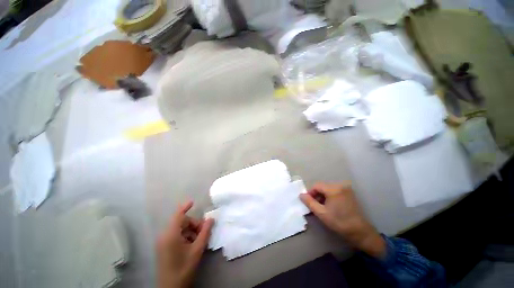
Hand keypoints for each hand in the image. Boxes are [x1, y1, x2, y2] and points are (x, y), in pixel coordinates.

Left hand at [157, 201, 213, 287]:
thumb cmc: (183, 269)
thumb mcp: (197, 250)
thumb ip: (205, 232)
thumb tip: (211, 219)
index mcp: (171, 235)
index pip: (178, 215)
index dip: (185, 207)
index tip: (193, 202)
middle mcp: (165, 236)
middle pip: (181, 222)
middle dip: (194, 224)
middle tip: (203, 232)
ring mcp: (163, 242)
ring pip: (180, 229)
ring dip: (191, 231)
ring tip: (199, 240)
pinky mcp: (164, 248)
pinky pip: (176, 236)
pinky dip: (186, 236)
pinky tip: (192, 245)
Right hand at [300, 182, 385, 258]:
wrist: (360, 231)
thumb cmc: (339, 222)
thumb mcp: (321, 213)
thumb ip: (309, 202)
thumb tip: (301, 195)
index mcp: (333, 189)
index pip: (316, 186)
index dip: (310, 193)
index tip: (308, 202)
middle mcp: (340, 185)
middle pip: (322, 186)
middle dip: (316, 195)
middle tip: (314, 205)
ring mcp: (346, 189)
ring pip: (328, 189)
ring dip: (322, 196)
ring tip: (321, 206)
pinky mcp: (349, 193)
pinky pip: (334, 191)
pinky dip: (329, 196)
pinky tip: (329, 206)